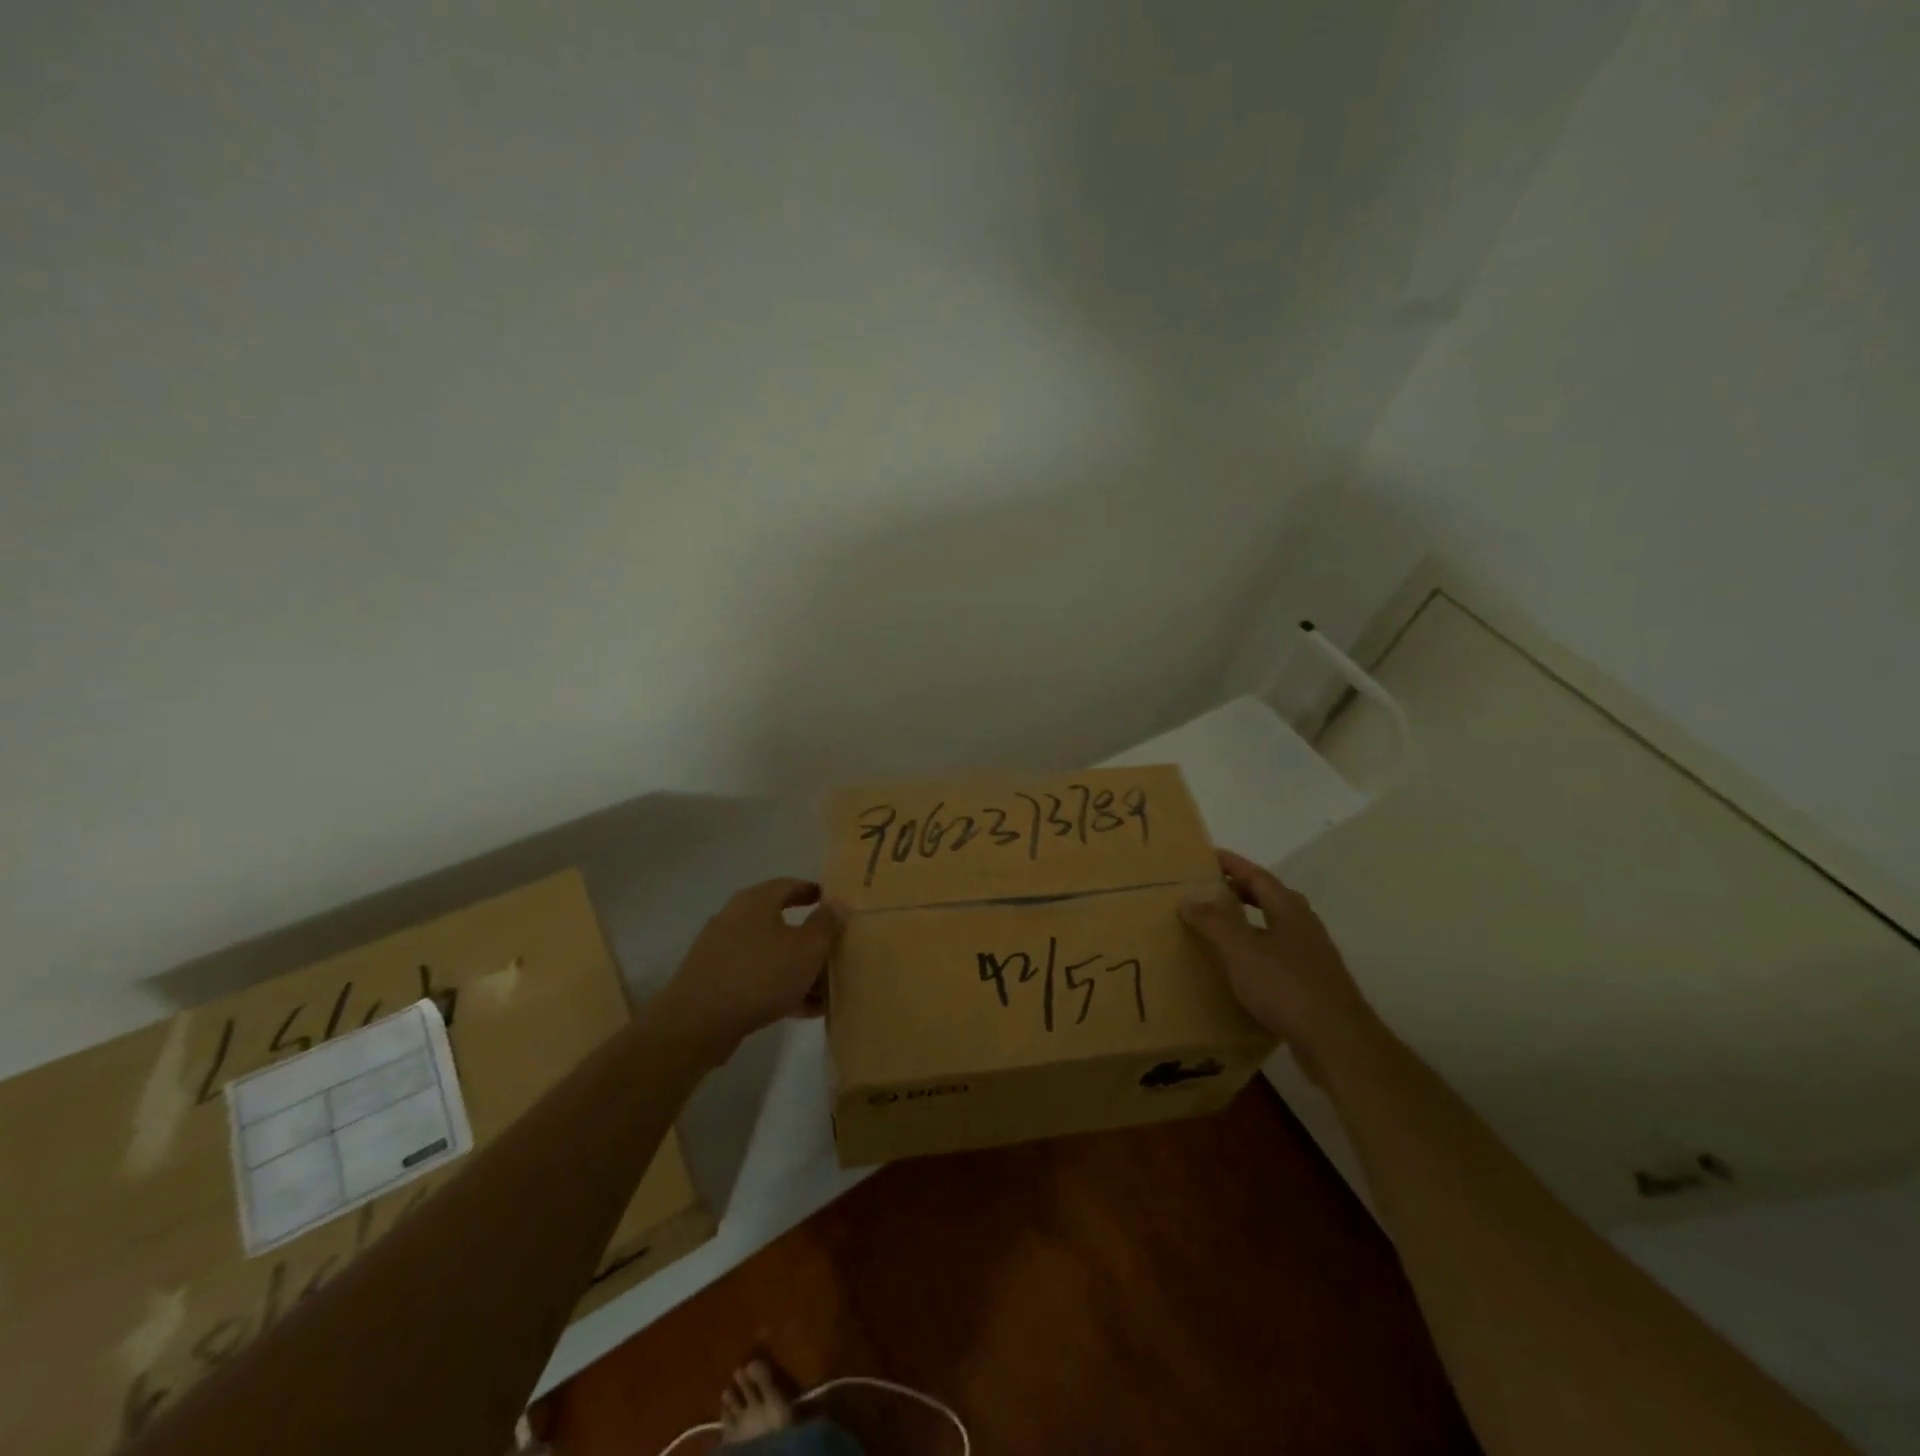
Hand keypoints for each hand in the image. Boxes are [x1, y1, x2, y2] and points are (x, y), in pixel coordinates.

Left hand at [657, 879, 843, 1055]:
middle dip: (809, 937)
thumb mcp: (806, 949)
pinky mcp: (713, 981)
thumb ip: (826, 924)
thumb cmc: (759, 975)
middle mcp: (735, 918)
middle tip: (835, 949)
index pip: (790, 885)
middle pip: (780, 921)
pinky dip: (779, 986)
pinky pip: (755, 977)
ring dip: (797, 967)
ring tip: (824, 988)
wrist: (697, 1023)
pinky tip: (802, 1009)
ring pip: (769, 953)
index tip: (836, 905)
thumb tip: (840, 901)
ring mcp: (721, 950)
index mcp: (755, 901)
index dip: (814, 893)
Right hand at [1179, 849, 1380, 1084]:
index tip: (1207, 856)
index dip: (1232, 864)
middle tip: (1207, 891)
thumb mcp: (1240, 950)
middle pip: (1269, 898)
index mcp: (1289, 909)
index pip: (1257, 875)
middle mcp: (1304, 926)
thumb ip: (1213, 921)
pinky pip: (1278, 956)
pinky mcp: (1313, 985)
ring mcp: (1312, 957)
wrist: (1338, 1043)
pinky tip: (1240, 969)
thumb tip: (1188, 897)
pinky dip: (1256, 952)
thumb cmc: (1286, 987)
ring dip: (1248, 922)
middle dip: (1239, 891)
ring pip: (1275, 928)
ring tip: (1217, 928)